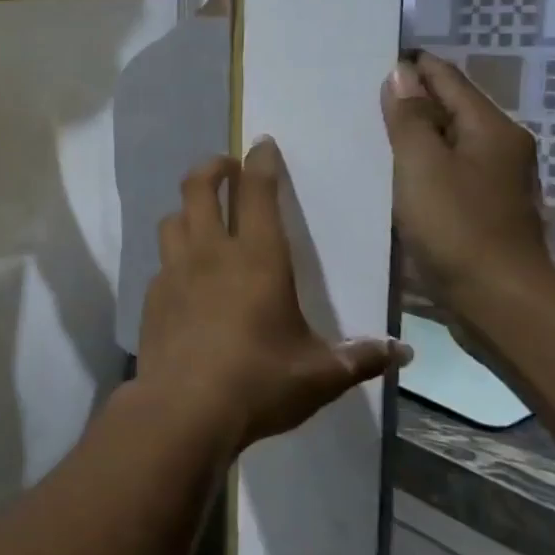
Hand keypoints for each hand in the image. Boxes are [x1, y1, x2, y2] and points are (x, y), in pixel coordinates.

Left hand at [137, 139, 409, 452]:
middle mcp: (210, 252)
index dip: (261, 163)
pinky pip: (161, 259)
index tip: (262, 145)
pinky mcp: (152, 295)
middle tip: (226, 167)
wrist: (183, 408)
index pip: (257, 192)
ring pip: (173, 218)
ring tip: (202, 216)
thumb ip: (359, 358)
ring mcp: (173, 271)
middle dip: (213, 167)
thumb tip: (402, 352)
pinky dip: (174, 254)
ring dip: (188, 208)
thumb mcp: (320, 375)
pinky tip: (185, 275)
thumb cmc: (259, 382)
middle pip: (199, 187)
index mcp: (257, 258)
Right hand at [379, 53, 554, 310]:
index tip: (372, 60)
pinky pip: (446, 173)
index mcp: (492, 129)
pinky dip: (420, 166)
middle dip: (410, 100)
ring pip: (448, 143)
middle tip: (359, 97)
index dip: (413, 67)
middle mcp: (501, 149)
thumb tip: (401, 73)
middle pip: (451, 110)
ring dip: (413, 136)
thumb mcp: (421, 165)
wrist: (498, 301)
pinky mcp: (482, 212)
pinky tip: (390, 175)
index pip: (448, 80)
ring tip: (367, 133)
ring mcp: (494, 183)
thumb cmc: (457, 226)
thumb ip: (408, 118)